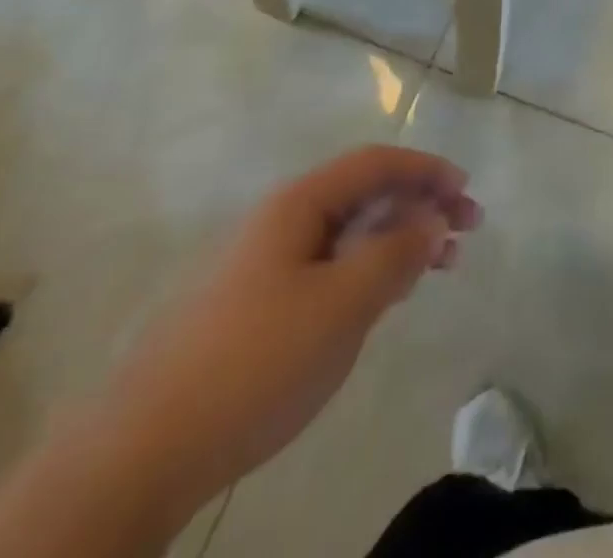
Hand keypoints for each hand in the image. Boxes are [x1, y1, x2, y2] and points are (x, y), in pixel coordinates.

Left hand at [95, 146, 481, 504]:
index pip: (375, 163)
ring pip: (350, 231)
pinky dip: (371, 267)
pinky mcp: (260, 303)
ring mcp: (268, 262)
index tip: (466, 191)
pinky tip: (390, 292)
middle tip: (467, 229)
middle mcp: (283, 220)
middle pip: (365, 193)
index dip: (426, 169)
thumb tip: (431, 219)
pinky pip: (331, 265)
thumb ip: (395, 254)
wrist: (145, 450)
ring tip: (442, 263)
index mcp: (299, 203)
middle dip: (420, 203)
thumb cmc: (256, 361)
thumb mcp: (341, 304)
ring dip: (400, 237)